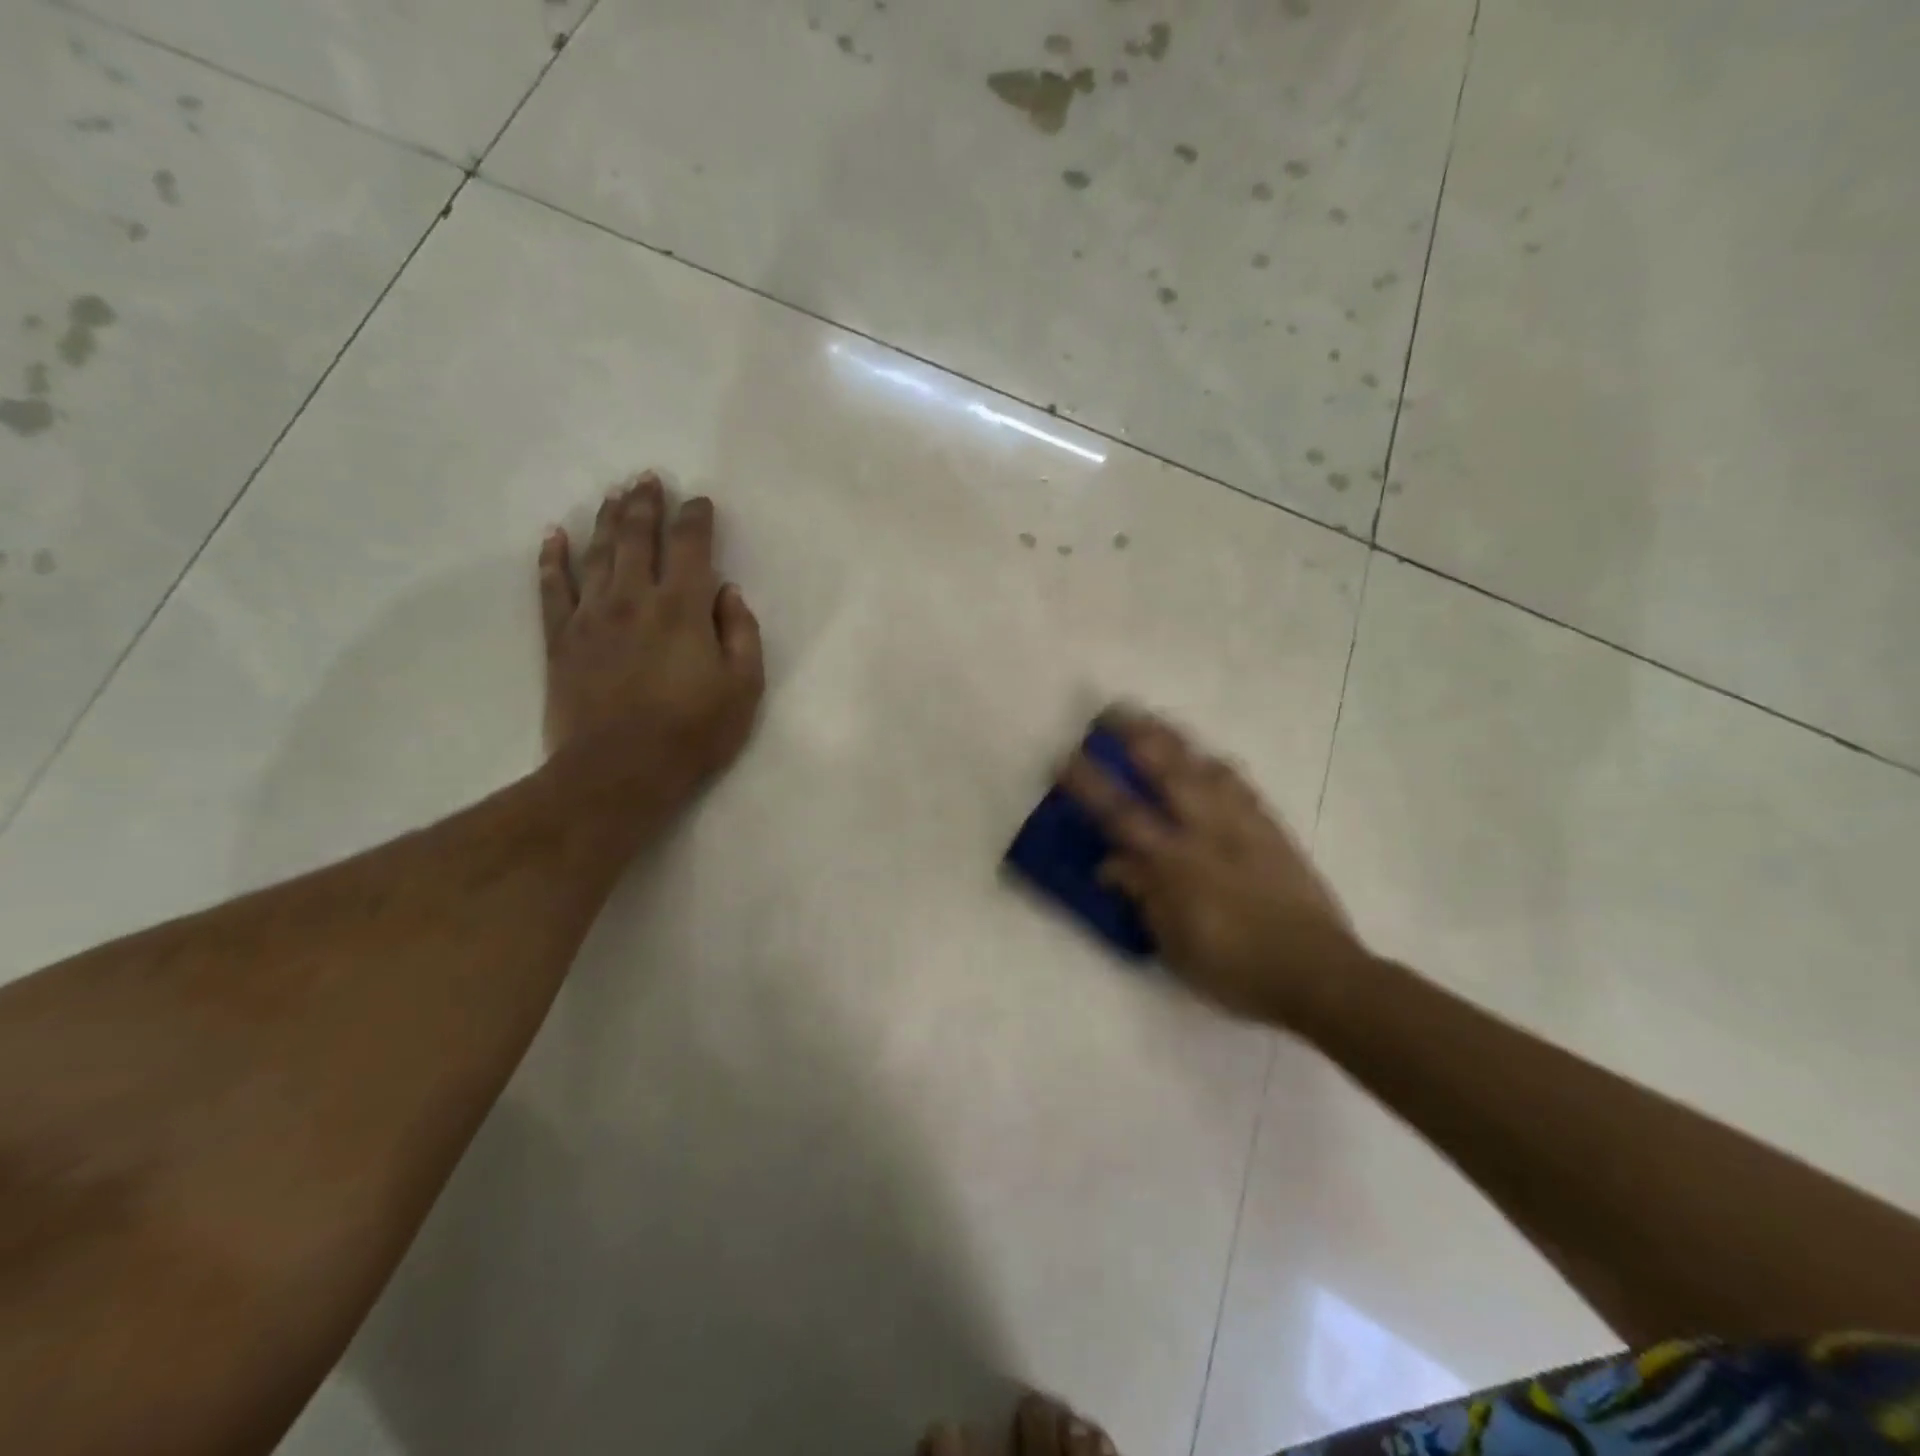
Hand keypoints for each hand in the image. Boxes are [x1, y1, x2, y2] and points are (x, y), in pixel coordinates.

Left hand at [538, 473, 764, 818]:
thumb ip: (741, 633)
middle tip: (648, 478)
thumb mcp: (744, 688)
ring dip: (606, 519)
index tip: (699, 500)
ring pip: (597, 553)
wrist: (618, 772)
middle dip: (646, 504)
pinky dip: (553, 559)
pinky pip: (553, 589)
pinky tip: (553, 535)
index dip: (696, 518)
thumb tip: (728, 593)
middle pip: (638, 537)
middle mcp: (634, 598)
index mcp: (683, 608)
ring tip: (614, 494)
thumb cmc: (693, 733)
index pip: (690, 547)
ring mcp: (591, 616)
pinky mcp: (561, 640)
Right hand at [1061, 708, 1365, 1026]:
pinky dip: (1218, 765)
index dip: (1089, 784)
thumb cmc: (1235, 969)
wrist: (1317, 973)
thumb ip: (1142, 896)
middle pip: (1168, 771)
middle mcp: (1208, 833)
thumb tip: (1110, 864)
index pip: (1121, 815)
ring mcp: (1243, 826)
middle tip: (1111, 710)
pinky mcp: (1272, 829)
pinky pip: (1242, 785)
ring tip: (1155, 721)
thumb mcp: (1175, 945)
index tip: (1065, 757)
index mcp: (1176, 865)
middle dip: (1136, 735)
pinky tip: (1210, 759)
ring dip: (1177, 740)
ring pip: (1206, 768)